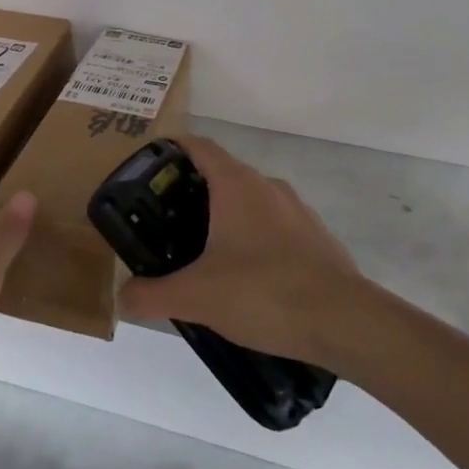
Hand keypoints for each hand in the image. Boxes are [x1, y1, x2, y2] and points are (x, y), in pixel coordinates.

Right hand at [117, 137, 365, 366]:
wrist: (345, 322)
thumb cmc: (264, 292)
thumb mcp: (197, 297)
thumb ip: (153, 295)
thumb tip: (123, 298)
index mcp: (236, 184)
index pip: (198, 146)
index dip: (171, 150)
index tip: (149, 168)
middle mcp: (267, 187)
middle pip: (222, 174)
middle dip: (193, 193)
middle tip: (166, 222)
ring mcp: (297, 211)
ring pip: (251, 202)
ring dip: (226, 219)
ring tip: (204, 255)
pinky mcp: (316, 239)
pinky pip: (275, 228)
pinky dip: (255, 241)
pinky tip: (247, 280)